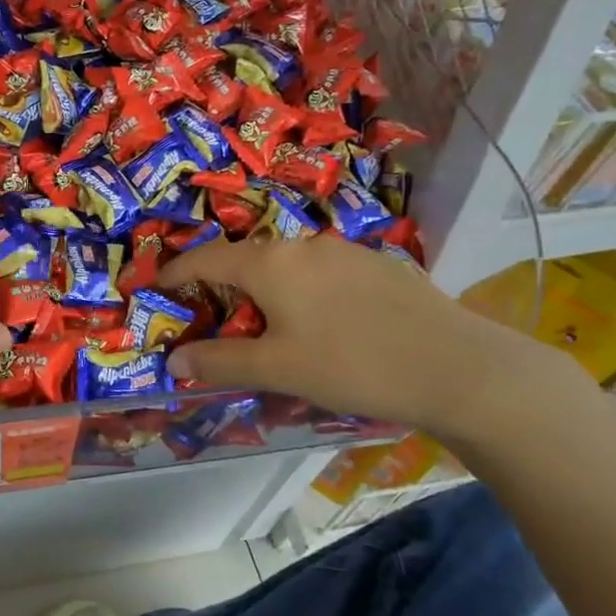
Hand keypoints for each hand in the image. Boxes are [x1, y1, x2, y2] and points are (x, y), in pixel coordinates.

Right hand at [157, 235, 561, 439]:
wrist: (459, 368)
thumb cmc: (354, 365)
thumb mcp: (279, 369)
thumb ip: (220, 362)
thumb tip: (174, 360)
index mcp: (271, 263)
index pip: (206, 258)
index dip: (175, 271)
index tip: (156, 286)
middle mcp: (303, 245)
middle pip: (245, 259)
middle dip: (219, 285)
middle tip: (209, 317)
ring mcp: (344, 251)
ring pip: (284, 265)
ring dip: (261, 289)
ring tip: (262, 325)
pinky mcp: (376, 265)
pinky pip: (318, 272)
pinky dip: (297, 292)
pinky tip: (317, 324)